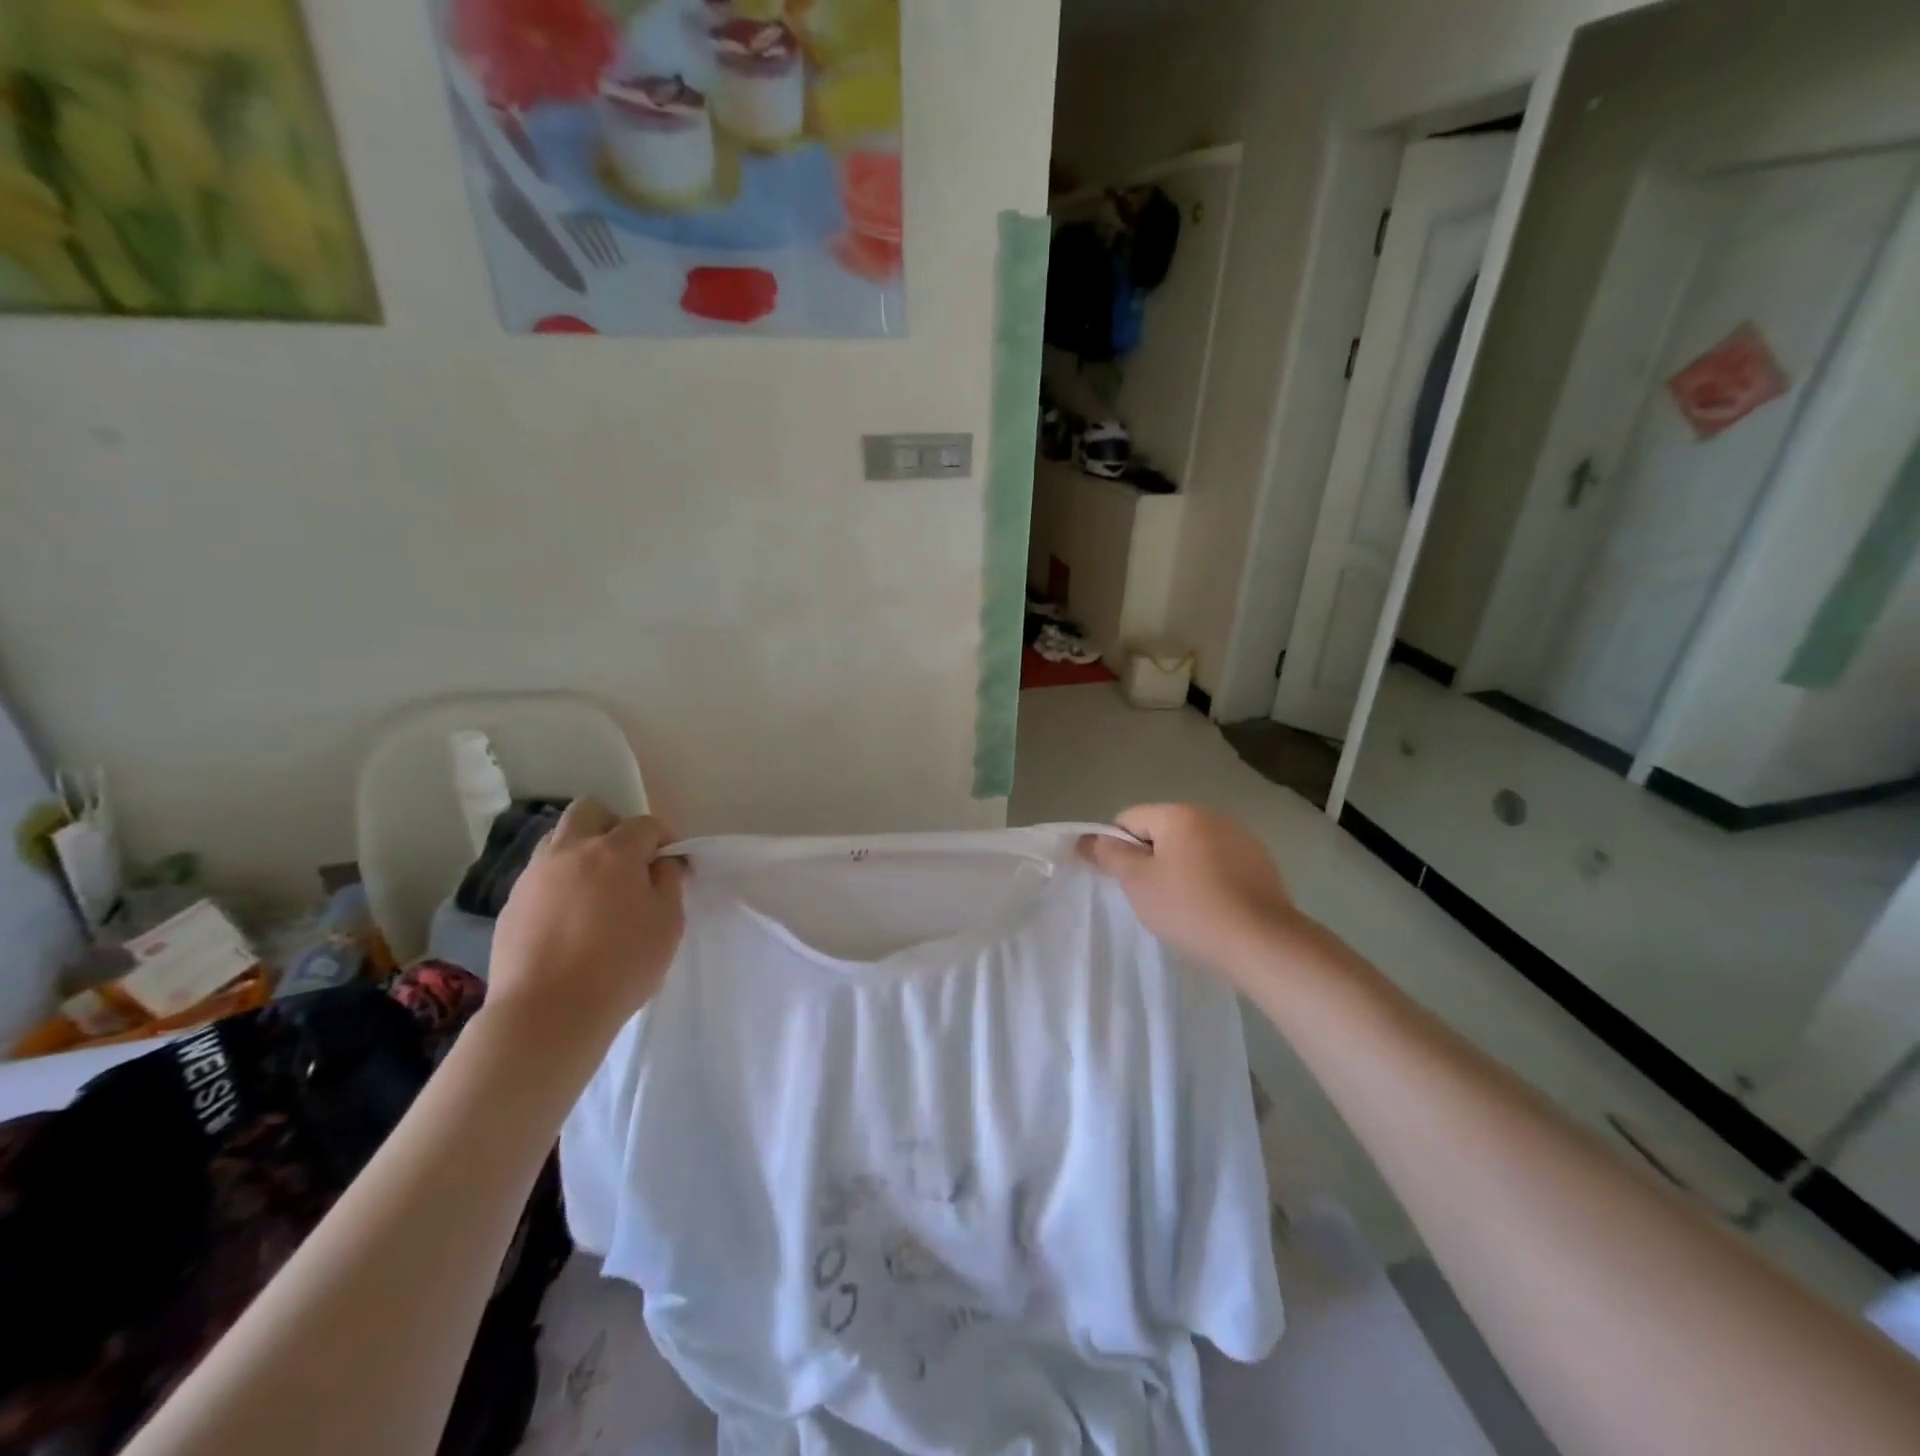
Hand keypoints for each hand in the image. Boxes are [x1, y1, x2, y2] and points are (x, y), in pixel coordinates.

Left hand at [486, 800, 686, 1054]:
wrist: (547, 1013)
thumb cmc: (621, 965)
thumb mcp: (668, 923)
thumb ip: (670, 883)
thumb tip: (664, 863)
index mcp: (613, 851)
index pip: (645, 824)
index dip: (664, 838)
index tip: (672, 864)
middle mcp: (570, 851)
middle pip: (589, 811)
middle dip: (613, 825)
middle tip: (628, 861)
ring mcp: (534, 876)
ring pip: (559, 840)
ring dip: (582, 851)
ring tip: (597, 889)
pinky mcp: (511, 905)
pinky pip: (540, 877)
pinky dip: (560, 884)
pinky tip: (571, 919)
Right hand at [1080, 805, 1308, 984]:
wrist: (1263, 944)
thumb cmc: (1190, 909)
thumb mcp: (1138, 883)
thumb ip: (1109, 855)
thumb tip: (1085, 838)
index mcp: (1179, 813)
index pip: (1129, 819)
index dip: (1119, 849)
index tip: (1126, 882)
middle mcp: (1212, 815)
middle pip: (1162, 831)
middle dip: (1151, 859)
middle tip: (1152, 897)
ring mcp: (1242, 838)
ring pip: (1192, 848)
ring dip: (1180, 869)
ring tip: (1184, 907)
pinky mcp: (1261, 863)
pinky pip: (1219, 863)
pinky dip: (1208, 879)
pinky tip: (1213, 909)